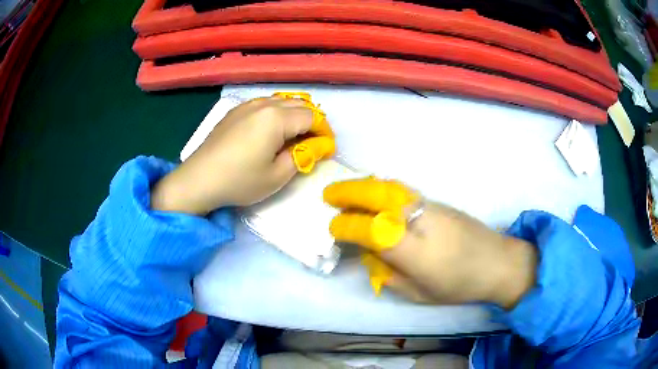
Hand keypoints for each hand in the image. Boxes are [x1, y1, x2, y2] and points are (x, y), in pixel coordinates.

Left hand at [152, 97, 315, 214]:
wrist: (199, 179)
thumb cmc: (240, 181)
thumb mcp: (277, 176)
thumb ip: (303, 156)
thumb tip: (317, 146)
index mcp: (277, 118)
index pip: (313, 117)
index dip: (324, 132)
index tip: (327, 149)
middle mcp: (264, 104)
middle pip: (299, 104)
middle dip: (312, 122)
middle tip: (313, 144)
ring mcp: (247, 105)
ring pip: (282, 101)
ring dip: (294, 115)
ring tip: (294, 137)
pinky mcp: (235, 111)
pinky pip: (264, 104)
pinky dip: (276, 113)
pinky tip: (271, 131)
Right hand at [325, 178, 537, 308]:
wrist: (497, 261)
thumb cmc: (459, 285)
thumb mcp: (419, 294)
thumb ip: (390, 276)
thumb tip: (370, 257)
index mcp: (415, 251)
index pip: (372, 230)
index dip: (347, 227)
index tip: (333, 228)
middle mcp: (421, 221)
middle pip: (379, 197)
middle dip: (349, 193)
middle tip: (328, 195)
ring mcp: (431, 206)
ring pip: (391, 188)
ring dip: (364, 185)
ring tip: (345, 190)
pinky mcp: (437, 201)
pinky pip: (402, 190)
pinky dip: (381, 187)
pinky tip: (374, 193)